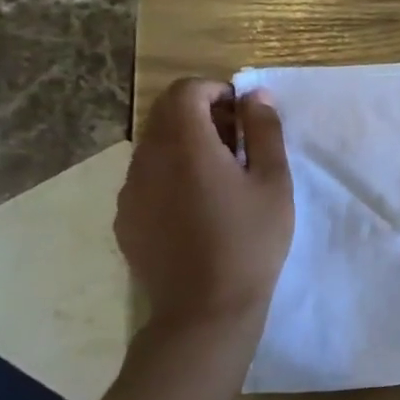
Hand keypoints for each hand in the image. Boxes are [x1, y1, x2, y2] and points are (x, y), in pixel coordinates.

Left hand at [116, 79, 293, 332]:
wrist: (205, 309)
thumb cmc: (250, 240)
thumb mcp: (273, 181)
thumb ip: (265, 131)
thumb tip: (255, 95)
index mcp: (186, 145)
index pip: (185, 91)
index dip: (215, 90)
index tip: (243, 113)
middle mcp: (148, 160)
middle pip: (166, 115)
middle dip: (202, 114)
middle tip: (238, 142)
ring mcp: (131, 190)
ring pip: (154, 145)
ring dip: (186, 143)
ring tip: (221, 175)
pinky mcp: (126, 218)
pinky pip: (146, 176)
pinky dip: (171, 172)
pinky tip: (198, 205)